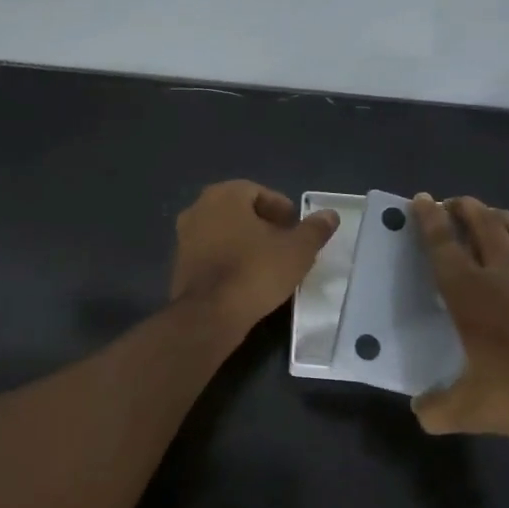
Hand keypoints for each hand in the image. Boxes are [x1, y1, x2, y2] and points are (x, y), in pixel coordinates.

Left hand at [170, 180, 339, 336]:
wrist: (210, 315)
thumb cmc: (256, 271)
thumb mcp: (297, 250)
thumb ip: (314, 229)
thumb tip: (329, 215)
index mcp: (224, 195)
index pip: (259, 192)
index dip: (281, 209)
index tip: (296, 230)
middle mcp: (198, 208)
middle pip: (240, 211)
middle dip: (264, 225)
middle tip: (286, 245)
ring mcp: (184, 237)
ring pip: (224, 233)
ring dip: (246, 243)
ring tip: (270, 264)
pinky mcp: (179, 264)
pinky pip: (211, 254)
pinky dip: (229, 260)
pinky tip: (246, 280)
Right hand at [410, 194, 508, 439]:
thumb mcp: (470, 411)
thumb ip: (436, 410)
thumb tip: (420, 410)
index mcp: (471, 294)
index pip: (443, 245)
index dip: (429, 220)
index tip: (421, 198)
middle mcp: (504, 274)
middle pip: (483, 224)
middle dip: (464, 207)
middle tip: (453, 203)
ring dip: (500, 216)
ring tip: (490, 215)